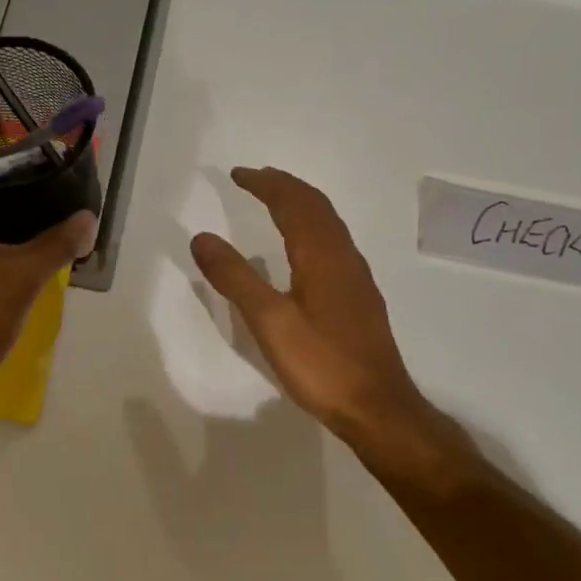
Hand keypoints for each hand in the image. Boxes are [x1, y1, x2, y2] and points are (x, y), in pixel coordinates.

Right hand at [190, 167, 473, 486]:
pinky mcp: (360, 297)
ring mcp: (356, 277)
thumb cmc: (322, 364)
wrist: (378, 407)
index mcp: (321, 256)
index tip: (238, 174)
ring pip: (329, 224)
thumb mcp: (269, 322)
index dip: (266, 184)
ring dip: (301, 205)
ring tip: (276, 202)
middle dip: (284, 186)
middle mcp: (344, 257)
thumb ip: (235, 278)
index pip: (293, 203)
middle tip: (255, 179)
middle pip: (316, 206)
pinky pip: (334, 243)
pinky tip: (304, 250)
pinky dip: (312, 227)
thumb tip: (201, 237)